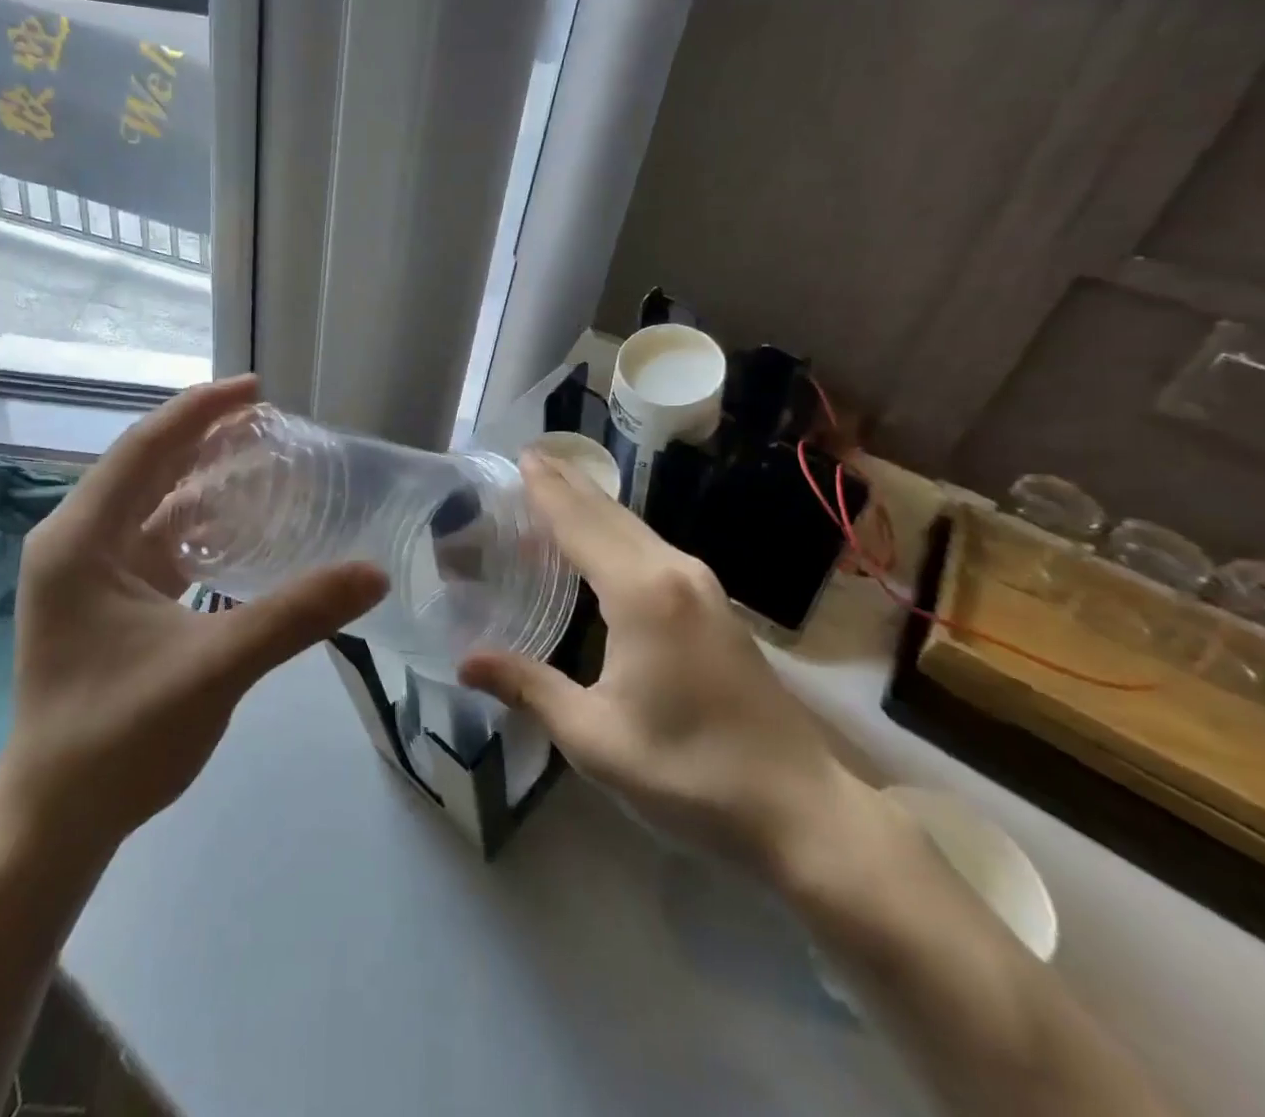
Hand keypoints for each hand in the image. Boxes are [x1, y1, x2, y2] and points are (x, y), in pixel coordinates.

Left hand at [0, 376, 386, 853]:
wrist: (57, 821)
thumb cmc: (119, 739)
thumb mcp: (214, 668)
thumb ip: (295, 615)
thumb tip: (374, 573)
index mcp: (80, 540)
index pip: (144, 449)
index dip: (201, 411)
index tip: (257, 390)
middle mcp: (76, 543)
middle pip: (147, 468)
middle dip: (206, 439)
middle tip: (272, 423)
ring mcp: (89, 573)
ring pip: (153, 504)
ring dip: (204, 480)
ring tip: (265, 460)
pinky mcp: (107, 600)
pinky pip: (157, 540)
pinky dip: (199, 523)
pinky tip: (242, 525)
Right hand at [459, 451, 855, 871]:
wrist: (799, 808)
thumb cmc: (690, 774)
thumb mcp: (595, 738)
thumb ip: (529, 688)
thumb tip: (465, 662)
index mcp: (642, 594)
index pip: (581, 525)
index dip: (548, 490)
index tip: (520, 456)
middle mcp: (674, 572)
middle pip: (610, 514)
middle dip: (569, 484)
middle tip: (530, 460)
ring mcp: (702, 586)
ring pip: (635, 528)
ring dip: (593, 506)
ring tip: (554, 489)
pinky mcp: (715, 605)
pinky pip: (651, 549)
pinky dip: (614, 533)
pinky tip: (598, 544)